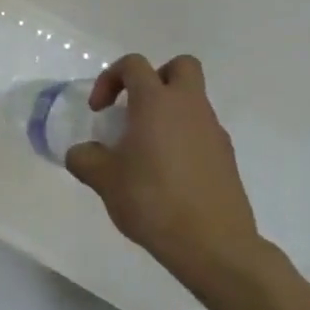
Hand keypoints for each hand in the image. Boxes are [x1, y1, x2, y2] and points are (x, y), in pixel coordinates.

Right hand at [65, 54, 268, 294]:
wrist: (213, 244)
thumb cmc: (152, 201)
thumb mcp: (103, 180)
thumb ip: (85, 158)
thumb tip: (83, 153)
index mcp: (157, 102)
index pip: (133, 65)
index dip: (109, 79)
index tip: (99, 111)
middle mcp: (189, 107)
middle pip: (180, 67)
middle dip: (154, 78)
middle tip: (134, 108)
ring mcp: (213, 131)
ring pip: (193, 101)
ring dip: (168, 112)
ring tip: (144, 150)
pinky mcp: (226, 157)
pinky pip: (201, 131)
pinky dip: (182, 138)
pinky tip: (166, 173)